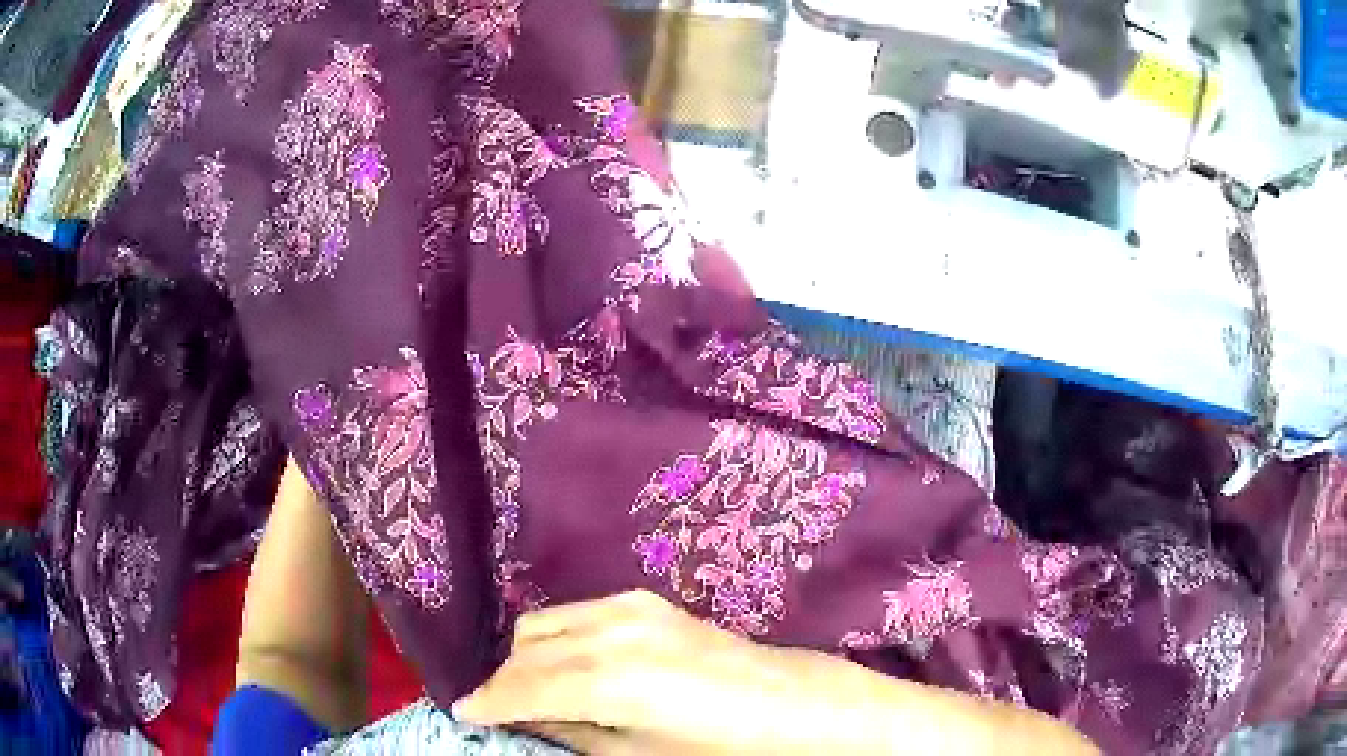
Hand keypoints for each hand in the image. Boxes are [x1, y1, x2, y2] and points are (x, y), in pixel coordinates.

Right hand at [454, 590, 858, 754]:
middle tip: (503, 710)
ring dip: (529, 657)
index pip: (520, 688)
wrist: (789, 703)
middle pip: (525, 649)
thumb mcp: (636, 755)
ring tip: (536, 690)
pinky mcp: (644, 600)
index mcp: (609, 682)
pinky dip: (558, 639)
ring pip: (545, 624)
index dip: (486, 702)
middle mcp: (611, 633)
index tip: (463, 712)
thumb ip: (568, 731)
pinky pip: (576, 615)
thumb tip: (518, 717)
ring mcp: (629, 608)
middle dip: (506, 680)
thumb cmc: (718, 747)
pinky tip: (572, 666)